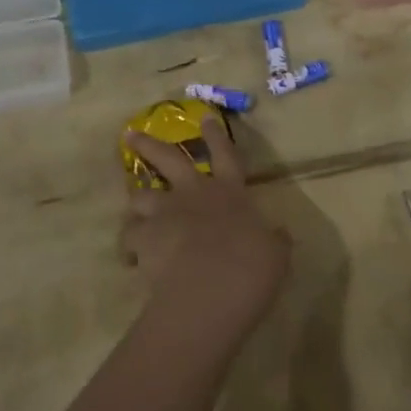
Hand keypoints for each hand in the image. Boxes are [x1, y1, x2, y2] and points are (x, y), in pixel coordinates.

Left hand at [121, 115, 290, 327]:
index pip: (225, 155)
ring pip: (140, 196)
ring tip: (135, 211)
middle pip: (168, 159)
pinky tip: (132, 259)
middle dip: (149, 144)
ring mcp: (164, 213)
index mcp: (229, 193)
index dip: (216, 136)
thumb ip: (274, 240)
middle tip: (130, 134)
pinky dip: (130, 245)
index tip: (206, 118)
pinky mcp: (143, 237)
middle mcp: (193, 194)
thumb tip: (281, 234)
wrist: (210, 291)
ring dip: (138, 201)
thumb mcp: (276, 255)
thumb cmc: (251, 269)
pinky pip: (129, 236)